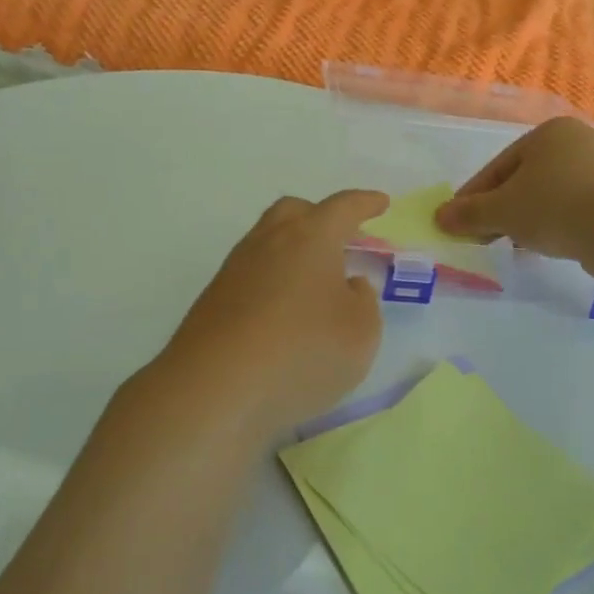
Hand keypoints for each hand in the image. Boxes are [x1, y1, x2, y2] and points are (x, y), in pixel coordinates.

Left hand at [148, 191, 387, 440]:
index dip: (365, 203)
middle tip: (342, 239)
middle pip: (295, 212)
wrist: (213, 390)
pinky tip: (285, 312)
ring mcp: (235, 270)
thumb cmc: (302, 353)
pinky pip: (252, 275)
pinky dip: (274, 281)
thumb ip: (363, 302)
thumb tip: (348, 285)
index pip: (342, 208)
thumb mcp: (360, 333)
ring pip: (268, 242)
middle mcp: (269, 242)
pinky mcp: (213, 301)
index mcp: (310, 237)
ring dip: (294, 251)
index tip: (380, 203)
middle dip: (321, 217)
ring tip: (316, 281)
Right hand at [436, 117, 593, 262]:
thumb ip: (469, 213)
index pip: (498, 167)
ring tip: (510, 245)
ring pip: (547, 196)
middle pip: (523, 180)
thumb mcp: (502, 210)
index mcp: (548, 134)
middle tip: (480, 237)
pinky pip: (571, 210)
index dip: (473, 197)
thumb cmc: (555, 207)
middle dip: (499, 210)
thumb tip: (439, 217)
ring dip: (524, 220)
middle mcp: (576, 143)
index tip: (456, 222)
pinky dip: (552, 225)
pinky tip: (543, 246)